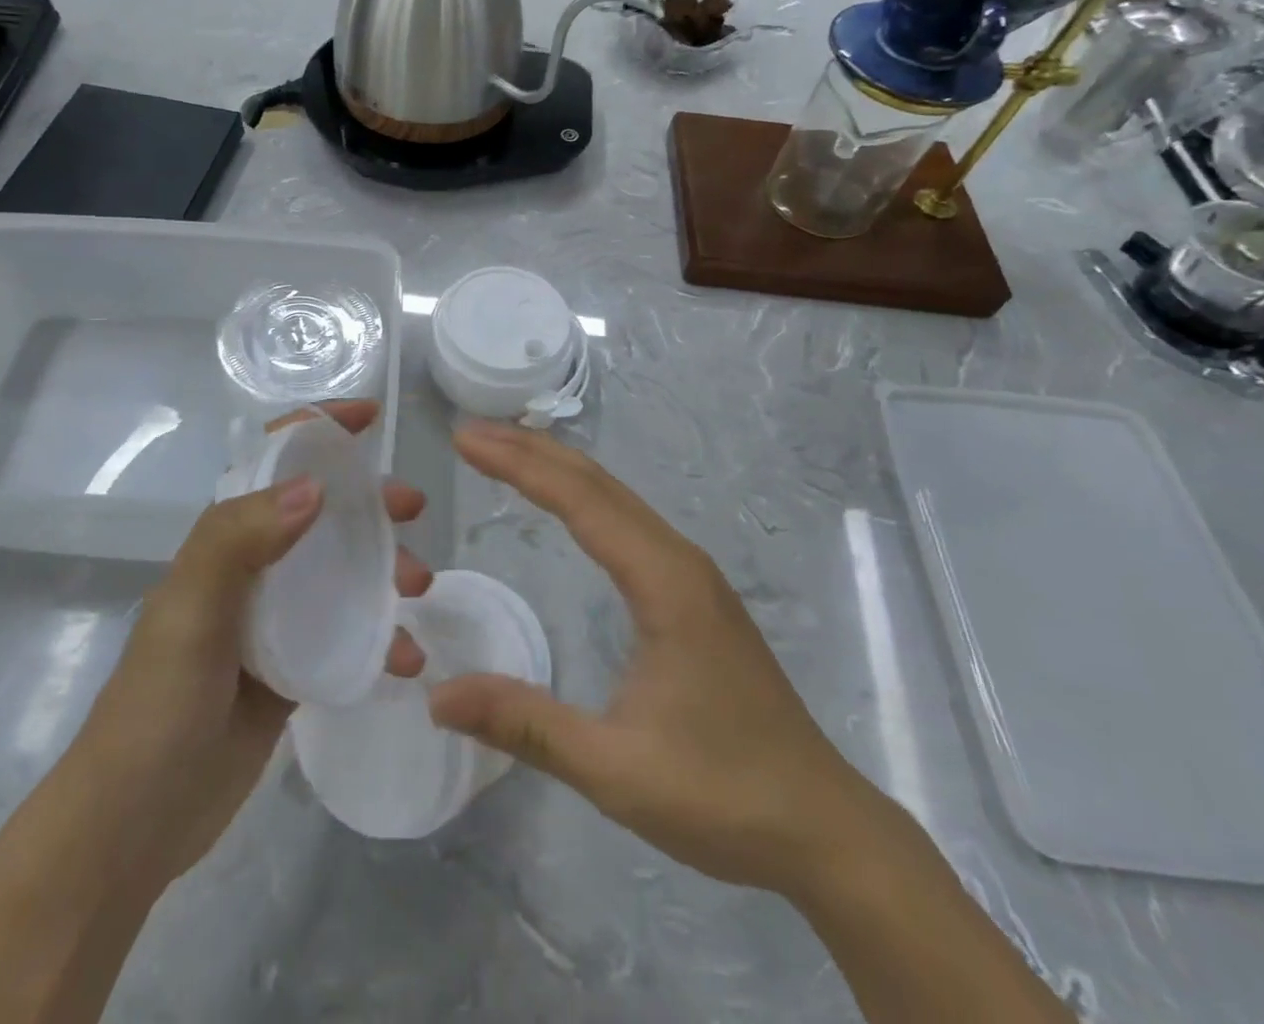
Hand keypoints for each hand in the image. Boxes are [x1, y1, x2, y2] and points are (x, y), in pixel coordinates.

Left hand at [76, 400, 430, 895]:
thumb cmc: (157, 704)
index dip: (316, 430)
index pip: (272, 463)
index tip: (368, 418)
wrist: (133, 824)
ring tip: (420, 589)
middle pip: (321, 513)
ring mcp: (275, 621)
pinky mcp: (293, 669)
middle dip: (369, 501)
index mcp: (224, 541)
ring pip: (343, 571)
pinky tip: (405, 660)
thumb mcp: (192, 612)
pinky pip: (348, 634)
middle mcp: (252, 569)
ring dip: (386, 569)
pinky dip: (381, 638)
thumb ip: (242, 541)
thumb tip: (315, 487)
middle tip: (413, 509)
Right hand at [431, 422, 889, 899]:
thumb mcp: (614, 768)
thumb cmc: (723, 794)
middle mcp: (679, 560)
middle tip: (472, 434)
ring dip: (557, 468)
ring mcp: (692, 575)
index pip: (579, 500)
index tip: (465, 440)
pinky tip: (567, 505)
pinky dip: (583, 497)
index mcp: (664, 582)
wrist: (824, 828)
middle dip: (530, 451)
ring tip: (505, 451)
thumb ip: (527, 726)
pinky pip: (628, 522)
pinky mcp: (694, 594)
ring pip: (616, 498)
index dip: (518, 465)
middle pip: (597, 483)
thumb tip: (438, 698)